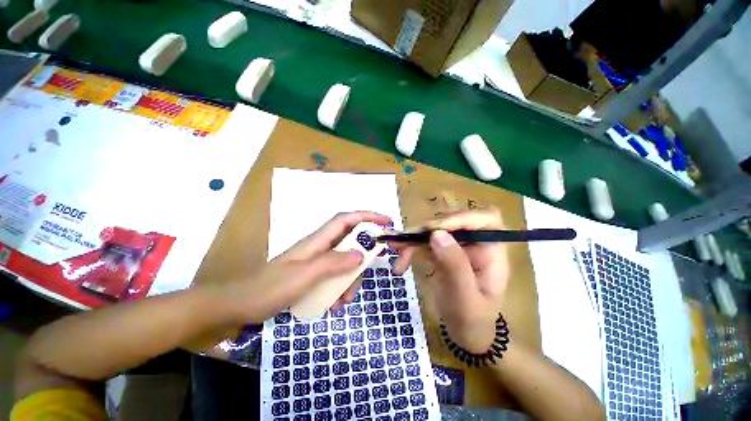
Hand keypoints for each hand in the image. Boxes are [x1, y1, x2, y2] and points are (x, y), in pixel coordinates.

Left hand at [221, 211, 391, 323]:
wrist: (238, 307)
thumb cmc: (268, 288)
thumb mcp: (304, 276)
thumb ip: (333, 263)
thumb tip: (361, 254)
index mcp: (318, 240)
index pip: (347, 219)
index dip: (367, 216)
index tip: (386, 222)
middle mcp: (320, 248)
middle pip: (350, 243)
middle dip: (361, 259)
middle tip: (365, 277)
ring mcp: (317, 262)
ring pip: (344, 263)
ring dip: (349, 281)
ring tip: (343, 301)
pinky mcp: (313, 276)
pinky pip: (335, 278)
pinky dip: (339, 290)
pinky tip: (334, 305)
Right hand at [391, 209, 508, 352]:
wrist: (465, 334)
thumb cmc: (472, 322)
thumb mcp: (465, 299)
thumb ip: (455, 266)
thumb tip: (437, 234)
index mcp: (492, 252)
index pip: (486, 219)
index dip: (461, 217)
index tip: (435, 230)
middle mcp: (475, 244)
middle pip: (453, 221)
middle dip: (427, 229)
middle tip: (406, 240)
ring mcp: (457, 247)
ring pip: (434, 231)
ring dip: (413, 239)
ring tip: (396, 249)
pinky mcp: (442, 253)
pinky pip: (425, 243)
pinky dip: (410, 249)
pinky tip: (400, 263)